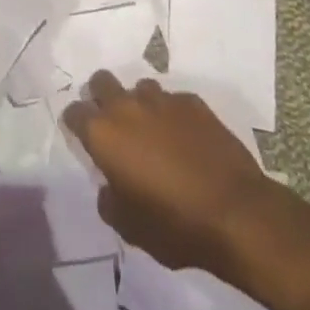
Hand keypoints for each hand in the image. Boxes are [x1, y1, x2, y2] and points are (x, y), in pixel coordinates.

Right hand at [62, 69, 276, 276]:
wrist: (235, 213)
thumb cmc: (173, 225)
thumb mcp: (128, 227)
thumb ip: (109, 199)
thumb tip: (110, 185)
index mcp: (104, 134)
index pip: (74, 112)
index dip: (75, 123)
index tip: (82, 138)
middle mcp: (128, 106)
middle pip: (101, 82)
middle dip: (101, 97)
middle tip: (112, 126)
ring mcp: (163, 100)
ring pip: (140, 87)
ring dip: (139, 104)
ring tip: (152, 132)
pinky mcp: (194, 102)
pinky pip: (173, 100)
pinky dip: (172, 115)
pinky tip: (185, 138)